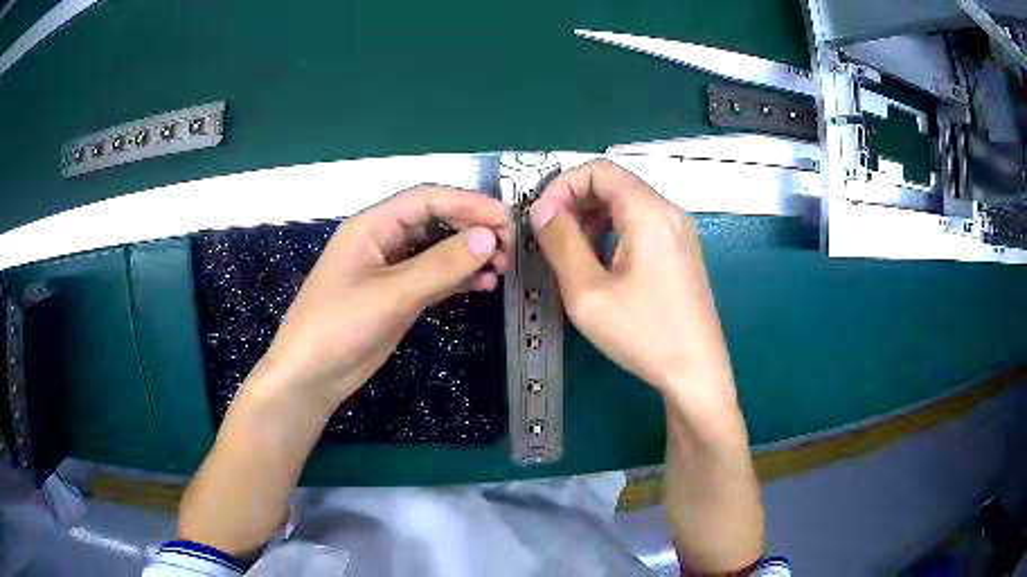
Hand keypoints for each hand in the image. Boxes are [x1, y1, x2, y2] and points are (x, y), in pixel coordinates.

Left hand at [259, 185, 508, 403]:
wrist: (312, 376)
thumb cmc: (339, 327)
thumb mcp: (391, 294)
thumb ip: (441, 265)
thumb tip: (489, 237)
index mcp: (372, 226)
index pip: (427, 199)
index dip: (468, 204)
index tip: (505, 219)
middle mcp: (383, 240)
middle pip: (435, 221)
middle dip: (472, 229)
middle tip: (509, 246)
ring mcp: (390, 269)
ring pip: (437, 249)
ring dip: (469, 254)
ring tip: (502, 267)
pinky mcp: (397, 295)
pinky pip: (434, 276)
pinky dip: (459, 278)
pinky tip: (483, 285)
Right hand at [528, 159, 735, 413]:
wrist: (696, 373)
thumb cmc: (643, 334)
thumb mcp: (588, 291)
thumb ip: (561, 242)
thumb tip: (541, 208)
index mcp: (649, 212)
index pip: (599, 169)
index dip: (563, 185)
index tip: (542, 218)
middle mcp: (668, 212)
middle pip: (614, 184)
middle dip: (576, 203)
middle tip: (551, 238)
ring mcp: (679, 232)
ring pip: (627, 205)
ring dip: (593, 220)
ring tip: (572, 256)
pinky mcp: (681, 252)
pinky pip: (641, 226)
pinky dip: (613, 234)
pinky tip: (601, 267)